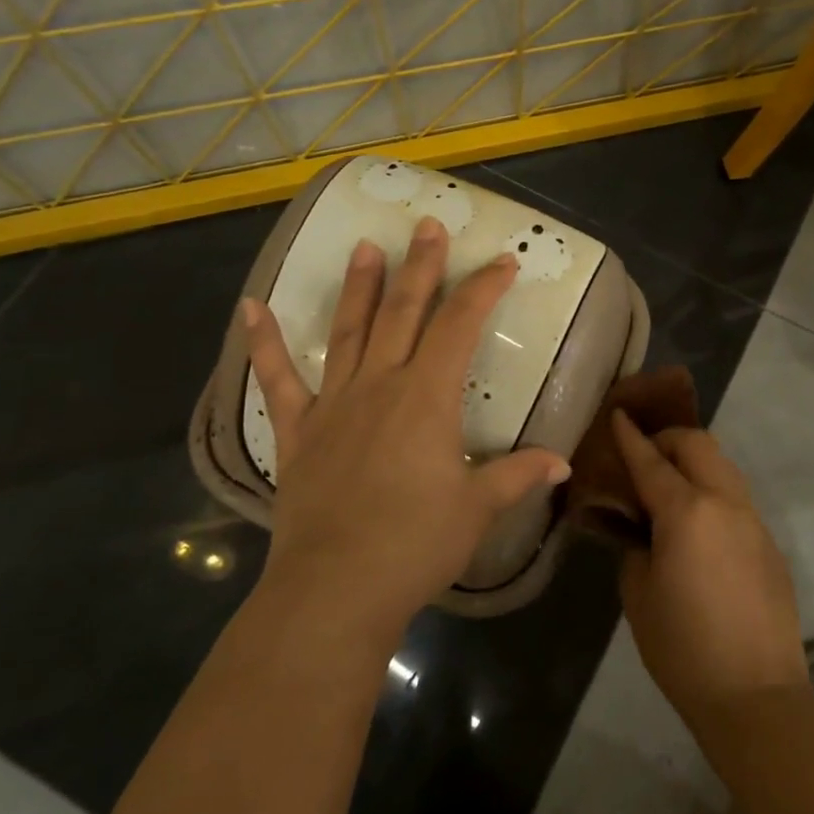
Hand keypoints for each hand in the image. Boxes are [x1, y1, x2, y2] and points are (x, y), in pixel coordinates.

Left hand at [244, 216, 571, 646]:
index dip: (483, 289)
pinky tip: (250, 308)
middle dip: (422, 266)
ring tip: (366, 245)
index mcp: (428, 397)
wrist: (337, 588)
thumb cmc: (415, 545)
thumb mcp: (477, 509)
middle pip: (404, 312)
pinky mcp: (297, 430)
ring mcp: (334, 403)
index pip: (461, 325)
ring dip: (359, 286)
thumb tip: (563, 464)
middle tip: (427, 225)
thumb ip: (518, 475)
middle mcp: (381, 384)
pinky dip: (264, 343)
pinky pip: (277, 379)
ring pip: (349, 330)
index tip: (502, 262)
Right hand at [613, 411, 806, 727]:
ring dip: (694, 462)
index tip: (617, 414)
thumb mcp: (638, 593)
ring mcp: (753, 521)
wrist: (756, 695)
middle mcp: (725, 503)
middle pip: (698, 445)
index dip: (630, 436)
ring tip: (669, 486)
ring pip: (723, 467)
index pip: (651, 460)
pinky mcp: (769, 544)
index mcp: (687, 511)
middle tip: (643, 456)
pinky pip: (736, 498)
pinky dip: (712, 492)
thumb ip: (636, 545)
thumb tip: (642, 529)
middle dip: (668, 439)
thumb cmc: (683, 647)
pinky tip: (697, 526)